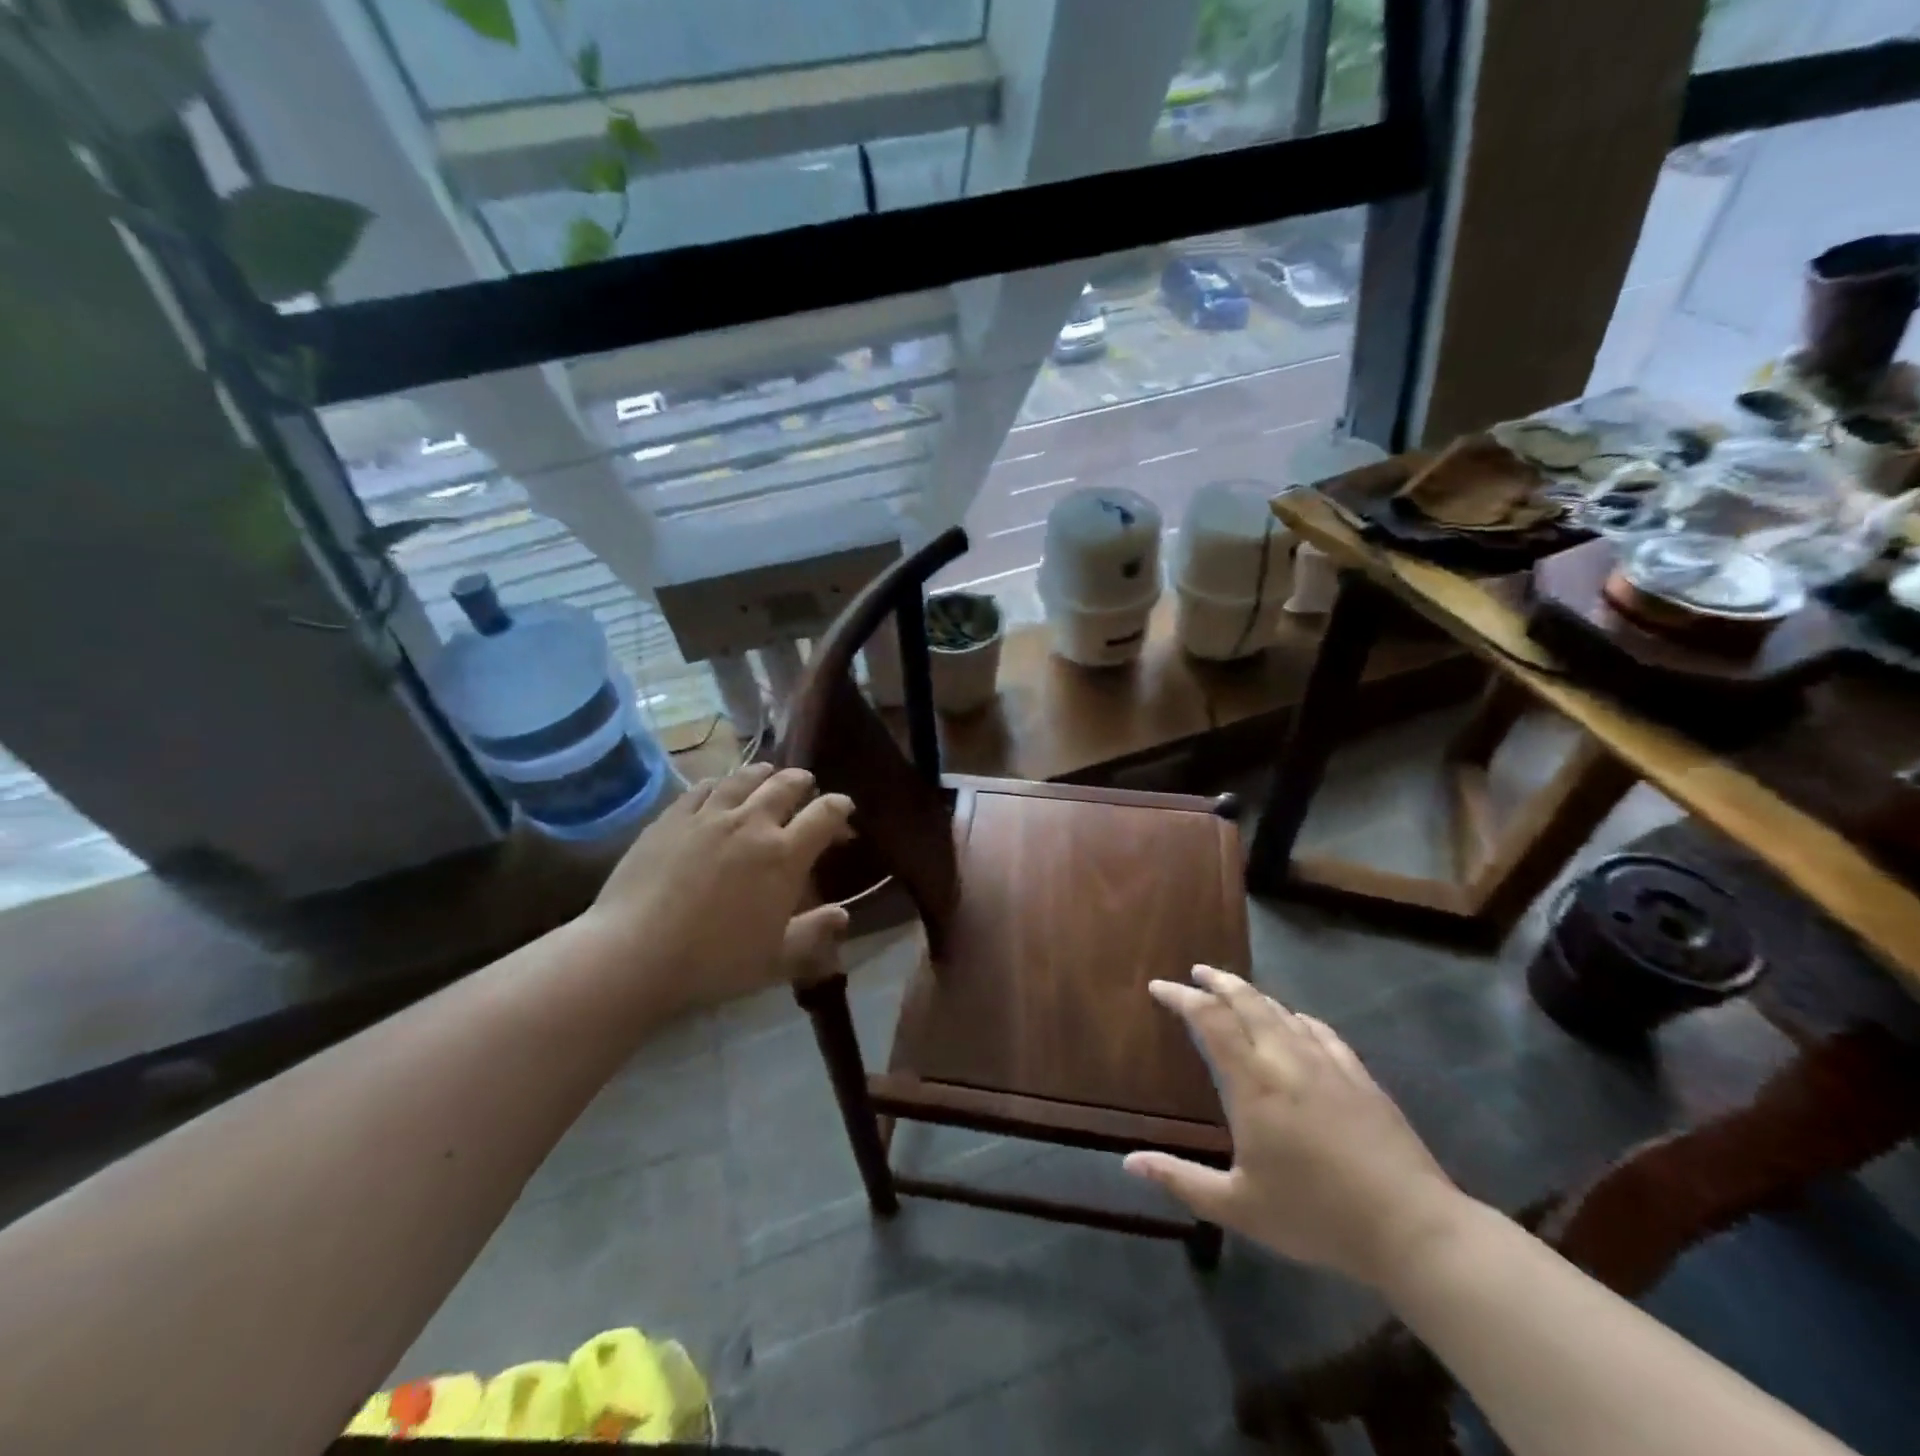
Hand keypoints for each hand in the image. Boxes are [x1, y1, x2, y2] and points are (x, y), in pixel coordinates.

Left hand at [580, 764, 854, 1017]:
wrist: (633, 954)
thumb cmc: (713, 962)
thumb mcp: (775, 959)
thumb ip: (814, 933)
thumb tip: (843, 915)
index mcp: (785, 855)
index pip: (825, 814)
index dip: (840, 808)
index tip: (844, 811)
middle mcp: (752, 823)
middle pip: (786, 785)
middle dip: (803, 783)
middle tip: (807, 788)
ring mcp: (709, 816)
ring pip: (745, 778)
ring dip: (764, 775)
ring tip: (768, 776)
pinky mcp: (671, 817)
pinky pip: (703, 787)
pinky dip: (721, 784)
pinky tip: (719, 789)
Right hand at [1124, 966, 1470, 1288]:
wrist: (1413, 1228)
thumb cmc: (1317, 1216)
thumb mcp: (1239, 1208)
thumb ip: (1182, 1180)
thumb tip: (1128, 1163)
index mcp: (1253, 1084)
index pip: (1210, 1021)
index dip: (1182, 998)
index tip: (1159, 987)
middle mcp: (1286, 1060)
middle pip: (1247, 1001)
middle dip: (1218, 981)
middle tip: (1197, 972)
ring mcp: (1327, 1064)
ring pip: (1282, 1011)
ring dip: (1253, 995)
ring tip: (1236, 991)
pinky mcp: (1359, 1077)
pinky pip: (1320, 1031)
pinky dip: (1296, 1017)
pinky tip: (1295, 1021)